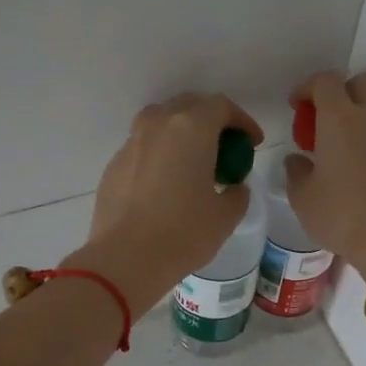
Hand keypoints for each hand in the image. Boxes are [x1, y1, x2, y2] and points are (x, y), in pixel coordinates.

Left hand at [71, 93, 263, 314]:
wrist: (126, 258)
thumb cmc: (183, 233)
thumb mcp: (225, 216)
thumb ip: (237, 193)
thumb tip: (233, 187)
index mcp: (191, 128)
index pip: (222, 107)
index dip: (242, 121)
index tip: (252, 143)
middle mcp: (158, 125)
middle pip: (188, 106)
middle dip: (210, 121)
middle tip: (223, 148)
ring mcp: (131, 143)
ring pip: (160, 122)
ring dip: (180, 133)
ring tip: (191, 160)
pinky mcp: (113, 165)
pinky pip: (142, 148)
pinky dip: (158, 155)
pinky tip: (164, 183)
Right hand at [284, 71, 365, 277]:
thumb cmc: (341, 215)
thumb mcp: (303, 198)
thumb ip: (295, 172)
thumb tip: (298, 160)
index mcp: (340, 119)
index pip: (325, 82)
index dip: (307, 88)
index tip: (296, 106)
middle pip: (359, 84)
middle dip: (338, 93)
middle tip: (320, 121)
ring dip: (355, 118)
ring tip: (335, 150)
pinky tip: (355, 170)